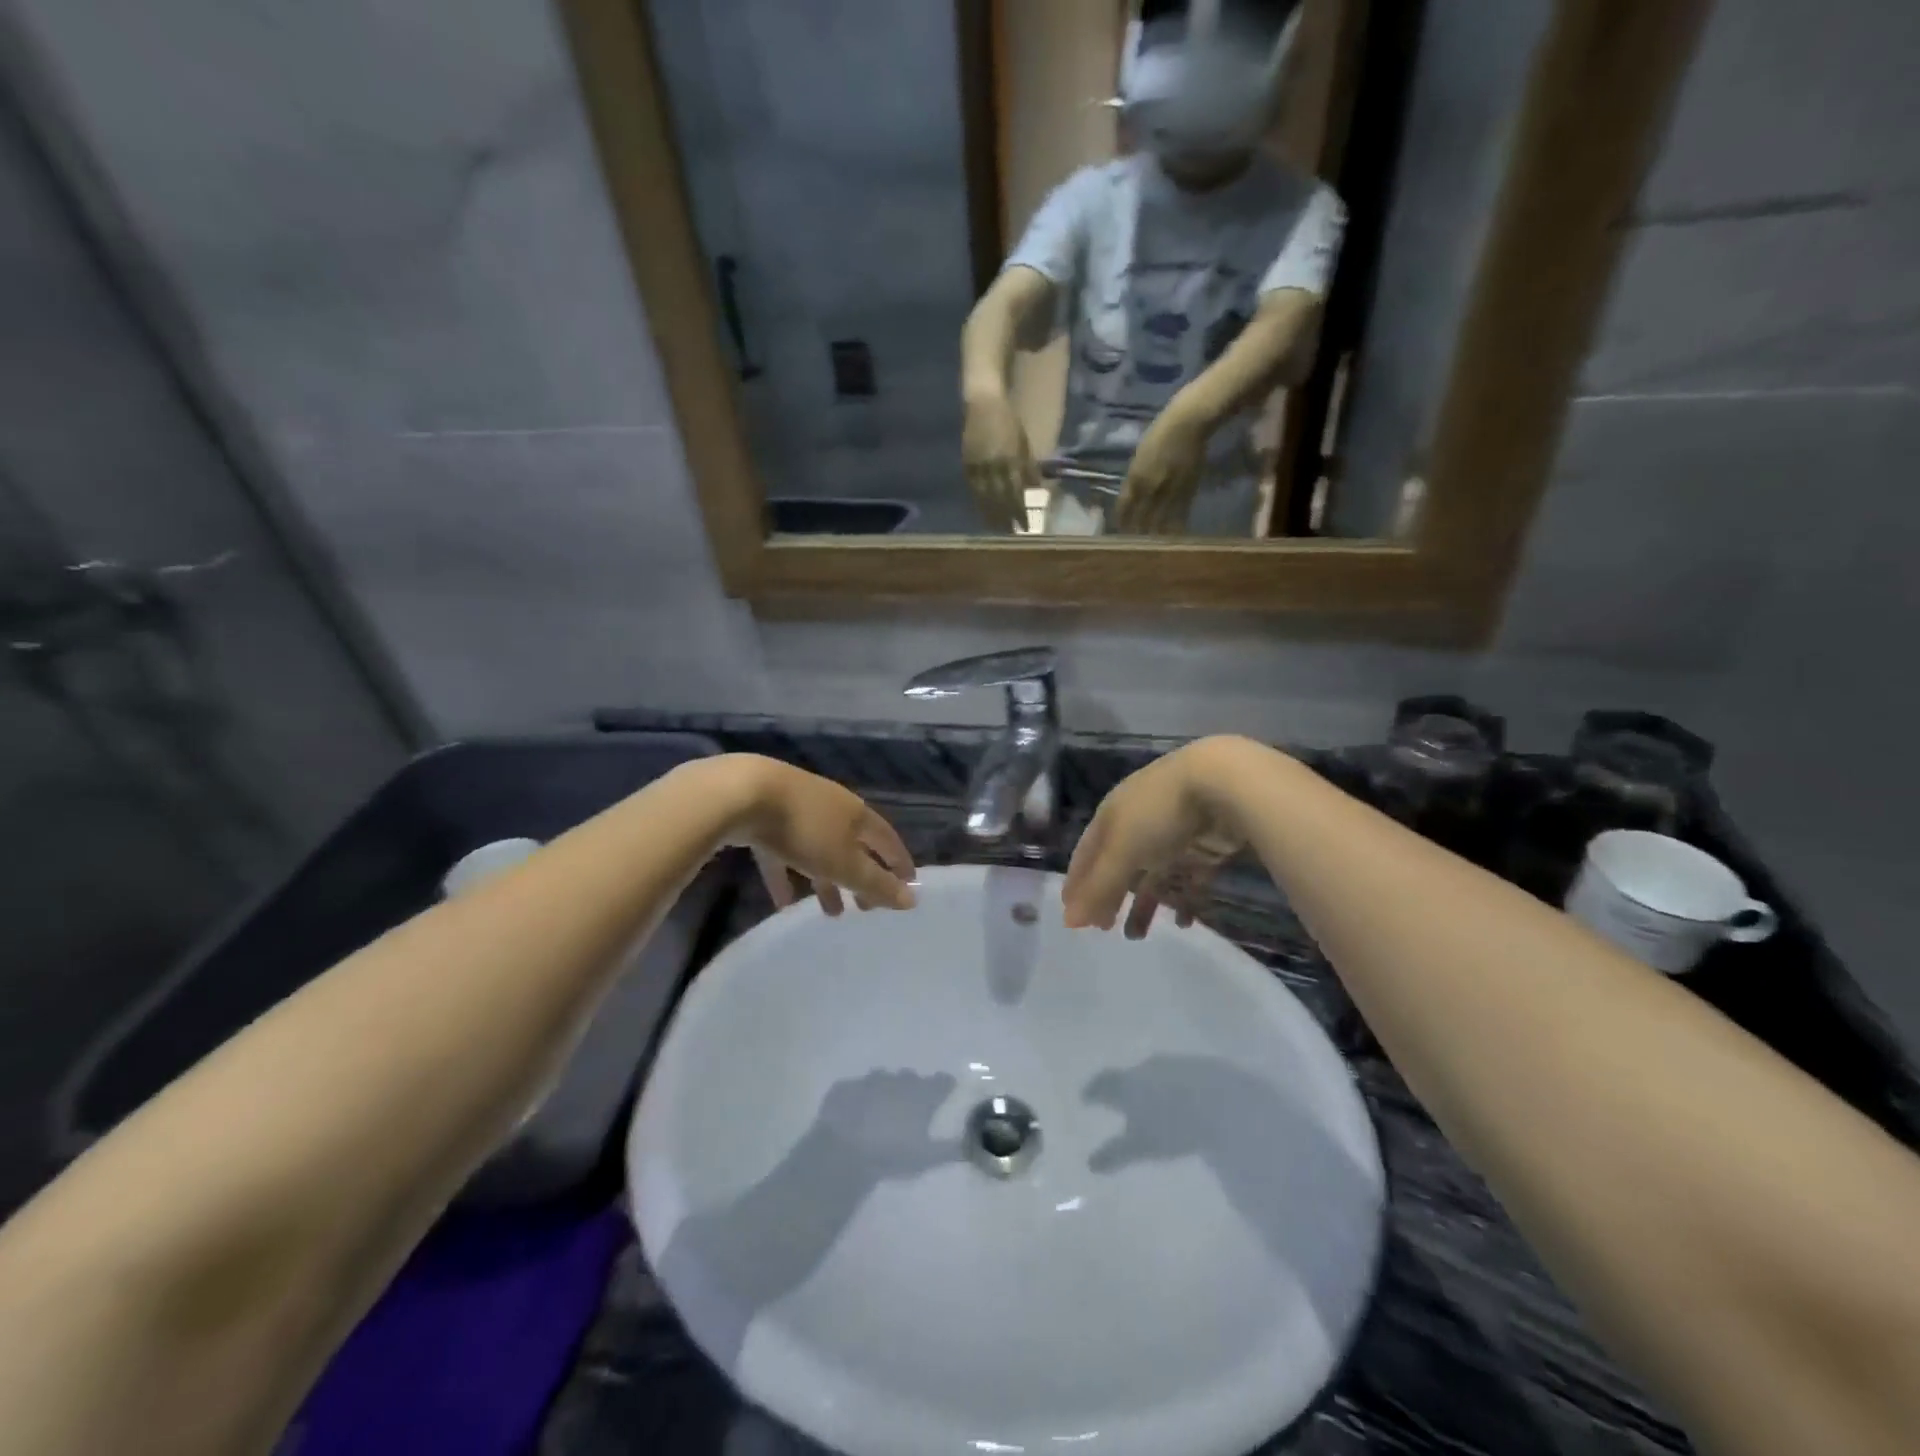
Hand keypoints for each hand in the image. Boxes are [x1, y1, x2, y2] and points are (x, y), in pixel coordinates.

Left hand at [719, 756, 917, 915]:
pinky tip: (783, 902)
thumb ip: (877, 884)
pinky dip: (787, 876)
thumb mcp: (844, 864)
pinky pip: (783, 853)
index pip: (887, 840)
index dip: (899, 863)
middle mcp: (832, 807)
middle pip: (853, 846)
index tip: (908, 885)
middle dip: (860, 878)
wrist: (743, 794)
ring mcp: (797, 810)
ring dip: (826, 881)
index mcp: (857, 814)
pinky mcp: (765, 818)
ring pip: (818, 851)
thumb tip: (912, 900)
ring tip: (830, 913)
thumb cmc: (805, 830)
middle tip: (865, 909)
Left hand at [819, 1070, 957, 1178]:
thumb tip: (971, 1145)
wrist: (844, 1149)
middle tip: (910, 1110)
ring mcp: (871, 1080)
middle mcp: (900, 1080)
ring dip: (886, 1090)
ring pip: (885, 1079)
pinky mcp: (847, 1086)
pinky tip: (856, 1113)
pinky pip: (858, 1088)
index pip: (942, 1081)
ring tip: (882, 1112)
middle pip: (912, 1078)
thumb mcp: (926, 1158)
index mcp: (921, 1094)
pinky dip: (860, 1097)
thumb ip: (951, 1150)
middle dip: (913, 1089)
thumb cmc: (892, 1153)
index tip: (945, 1093)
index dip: (944, 1086)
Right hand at [962, 389, 1039, 532]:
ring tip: (998, 529)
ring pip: (986, 496)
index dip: (1022, 510)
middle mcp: (995, 464)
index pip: (1018, 491)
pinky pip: (973, 488)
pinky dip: (978, 502)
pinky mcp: (967, 464)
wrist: (983, 403)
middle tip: (1013, 533)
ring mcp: (979, 465)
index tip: (1026, 526)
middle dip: (1008, 517)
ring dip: (992, 515)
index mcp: (1012, 458)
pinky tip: (982, 514)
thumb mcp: (1023, 443)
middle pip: (1002, 497)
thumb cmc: (1008, 422)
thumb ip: (1028, 467)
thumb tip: (1036, 490)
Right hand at [1061, 738, 1253, 936]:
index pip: (1087, 853)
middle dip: (1109, 896)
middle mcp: (1139, 824)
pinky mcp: (1205, 847)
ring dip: (1144, 905)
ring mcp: (1173, 835)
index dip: (1078, 882)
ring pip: (1153, 876)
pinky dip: (1183, 900)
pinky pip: (1189, 879)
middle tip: (1104, 929)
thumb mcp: (1121, 850)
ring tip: (1137, 937)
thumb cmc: (1159, 814)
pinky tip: (1183, 923)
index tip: (1070, 913)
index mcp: (1112, 816)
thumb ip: (1097, 887)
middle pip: (1119, 866)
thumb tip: (1067, 922)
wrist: (1224, 783)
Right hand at [1083, 1056, 1256, 1170]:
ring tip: (1148, 1100)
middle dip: (1121, 1087)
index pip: (1102, 1083)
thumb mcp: (1142, 1146)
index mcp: (1127, 1083)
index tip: (1085, 1098)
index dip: (1092, 1091)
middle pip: (1127, 1075)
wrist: (1223, 1100)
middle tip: (1117, 1099)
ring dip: (1147, 1085)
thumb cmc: (1173, 1125)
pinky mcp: (1198, 1067)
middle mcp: (1145, 1067)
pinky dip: (1170, 1086)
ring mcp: (1173, 1064)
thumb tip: (1090, 1163)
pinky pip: (1176, 1076)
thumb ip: (1115, 1153)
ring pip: (1152, 1074)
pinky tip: (1178, 1099)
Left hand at [1114, 407, 1206, 534]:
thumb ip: (1136, 476)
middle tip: (1135, 541)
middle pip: (1140, 517)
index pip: (1124, 506)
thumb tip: (1133, 492)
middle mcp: (1149, 488)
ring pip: (1159, 520)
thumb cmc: (1161, 432)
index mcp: (1134, 477)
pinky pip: (1180, 514)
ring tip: (1152, 542)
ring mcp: (1168, 490)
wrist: (1188, 423)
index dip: (1122, 520)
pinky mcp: (1187, 490)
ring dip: (1155, 532)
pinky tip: (1172, 535)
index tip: (1120, 529)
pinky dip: (1175, 526)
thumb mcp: (1140, 456)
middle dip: (1136, 530)